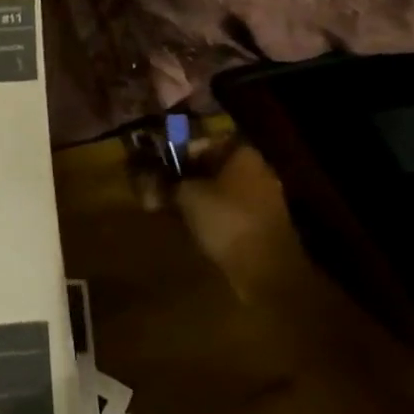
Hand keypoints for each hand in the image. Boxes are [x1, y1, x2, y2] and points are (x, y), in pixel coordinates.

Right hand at [171, 143, 302, 302]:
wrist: (268, 271)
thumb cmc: (226, 220)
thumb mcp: (186, 195)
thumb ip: (165, 182)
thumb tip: (145, 176)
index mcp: (243, 155)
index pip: (206, 142)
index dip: (180, 152)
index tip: (162, 167)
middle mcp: (257, 171)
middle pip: (213, 167)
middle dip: (186, 177)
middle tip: (163, 189)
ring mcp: (264, 199)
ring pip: (221, 189)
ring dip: (197, 197)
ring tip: (173, 211)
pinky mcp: (263, 225)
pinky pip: (231, 210)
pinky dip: (212, 215)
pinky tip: (194, 227)